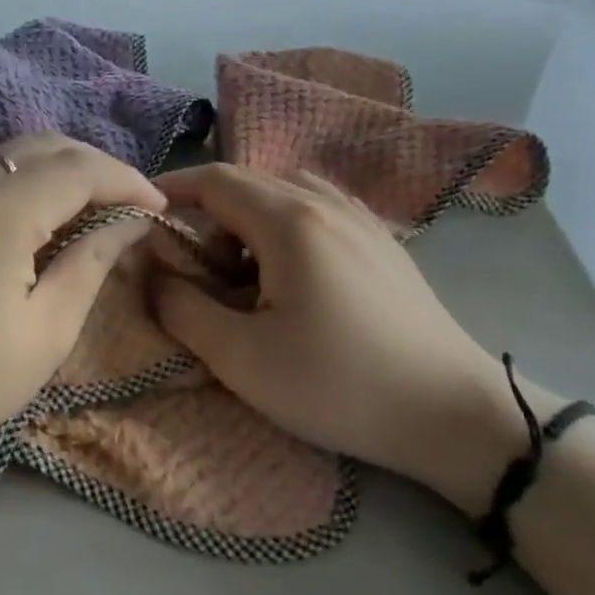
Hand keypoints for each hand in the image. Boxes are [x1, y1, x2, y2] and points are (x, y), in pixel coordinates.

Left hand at [0, 134, 166, 473]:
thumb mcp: (46, 332)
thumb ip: (94, 261)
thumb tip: (133, 220)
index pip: (79, 169)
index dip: (127, 182)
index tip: (159, 209)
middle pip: (48, 147)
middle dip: (98, 169)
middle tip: (132, 208)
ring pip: (16, 153)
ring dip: (63, 170)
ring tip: (98, 210)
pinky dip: (28, 180)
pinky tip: (47, 214)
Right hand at [153, 164, 537, 512]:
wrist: (453, 414)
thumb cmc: (337, 384)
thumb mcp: (240, 357)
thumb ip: (182, 308)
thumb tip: (151, 273)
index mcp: (290, 221)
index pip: (216, 180)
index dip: (172, 190)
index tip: (142, 216)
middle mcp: (328, 204)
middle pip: (250, 183)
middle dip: (208, 215)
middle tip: (195, 269)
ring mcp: (364, 220)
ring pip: (287, 195)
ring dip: (249, 222)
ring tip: (244, 276)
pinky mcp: (385, 244)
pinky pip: (320, 212)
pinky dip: (286, 229)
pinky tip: (292, 277)